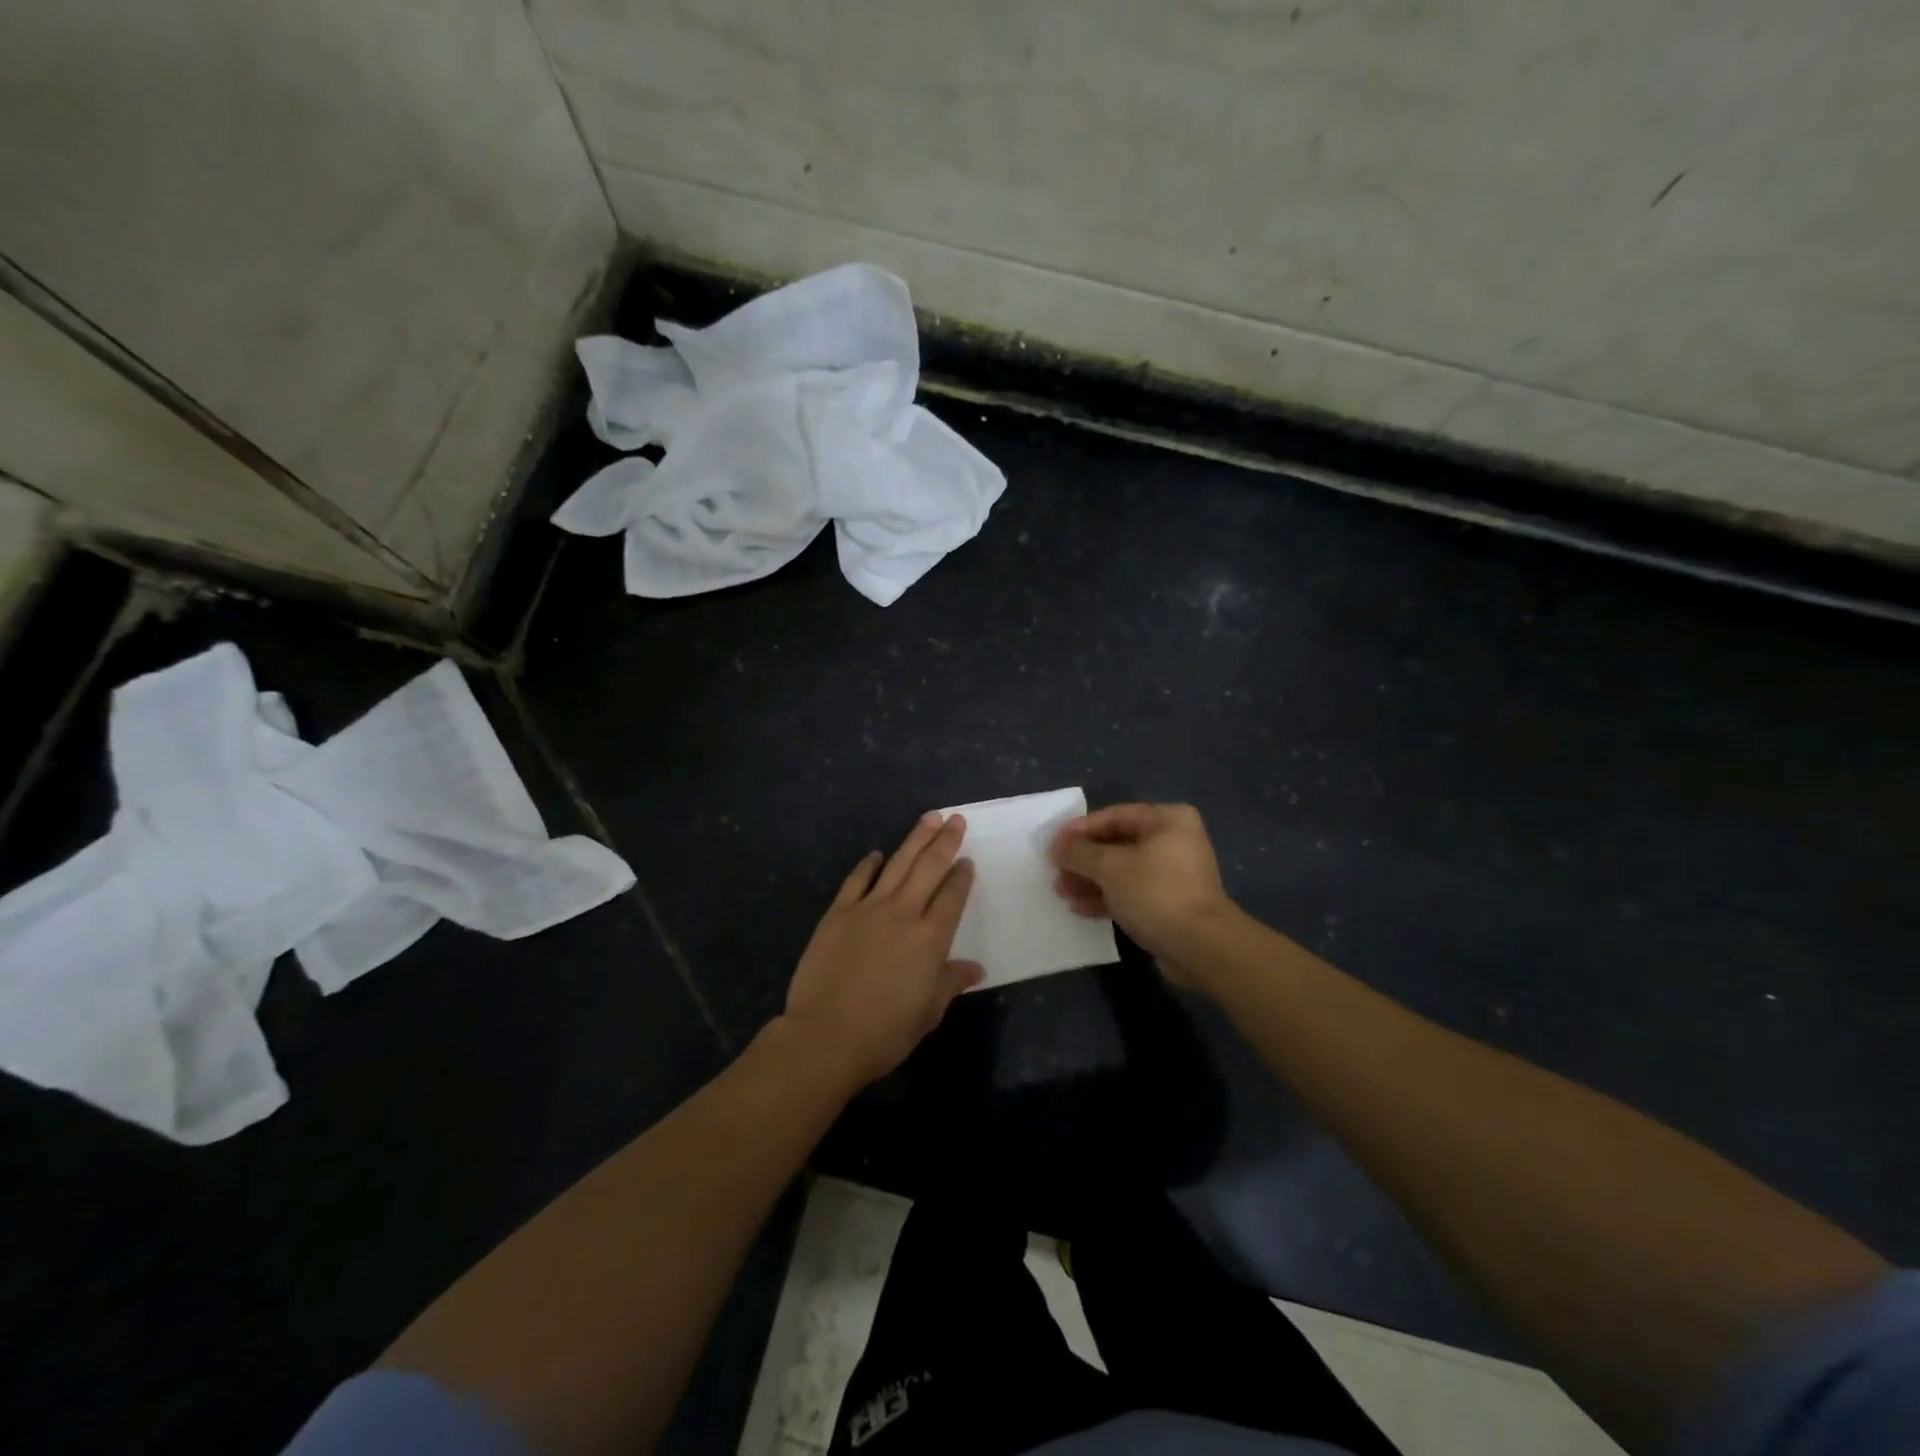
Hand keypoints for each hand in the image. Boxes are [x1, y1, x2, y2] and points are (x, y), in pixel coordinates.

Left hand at [782, 813, 982, 1084]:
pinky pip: (856, 880)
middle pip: (929, 868)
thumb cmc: (885, 1031)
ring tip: (929, 818)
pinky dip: (868, 865)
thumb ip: (950, 982)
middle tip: (955, 819)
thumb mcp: (928, 1012)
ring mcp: (868, 909)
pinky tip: (876, 854)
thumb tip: (975, 968)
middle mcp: (904, 913)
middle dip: (945, 841)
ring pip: (897, 864)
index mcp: (931, 939)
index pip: (952, 897)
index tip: (967, 860)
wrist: (826, 1035)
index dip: (962, 876)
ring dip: (915, 839)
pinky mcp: (838, 913)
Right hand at [1051, 803, 1234, 966]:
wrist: (1200, 947)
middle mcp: (1174, 841)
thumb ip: (1079, 852)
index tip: (1052, 845)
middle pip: (1117, 843)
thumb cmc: (1155, 892)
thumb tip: (1057, 846)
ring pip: (1123, 870)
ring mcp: (1174, 874)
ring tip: (1062, 892)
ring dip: (1091, 880)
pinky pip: (1132, 893)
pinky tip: (1080, 908)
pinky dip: (1107, 898)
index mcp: (1167, 820)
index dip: (1080, 829)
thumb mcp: (1110, 867)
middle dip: (1084, 859)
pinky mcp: (1170, 904)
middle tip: (1055, 871)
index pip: (1114, 815)